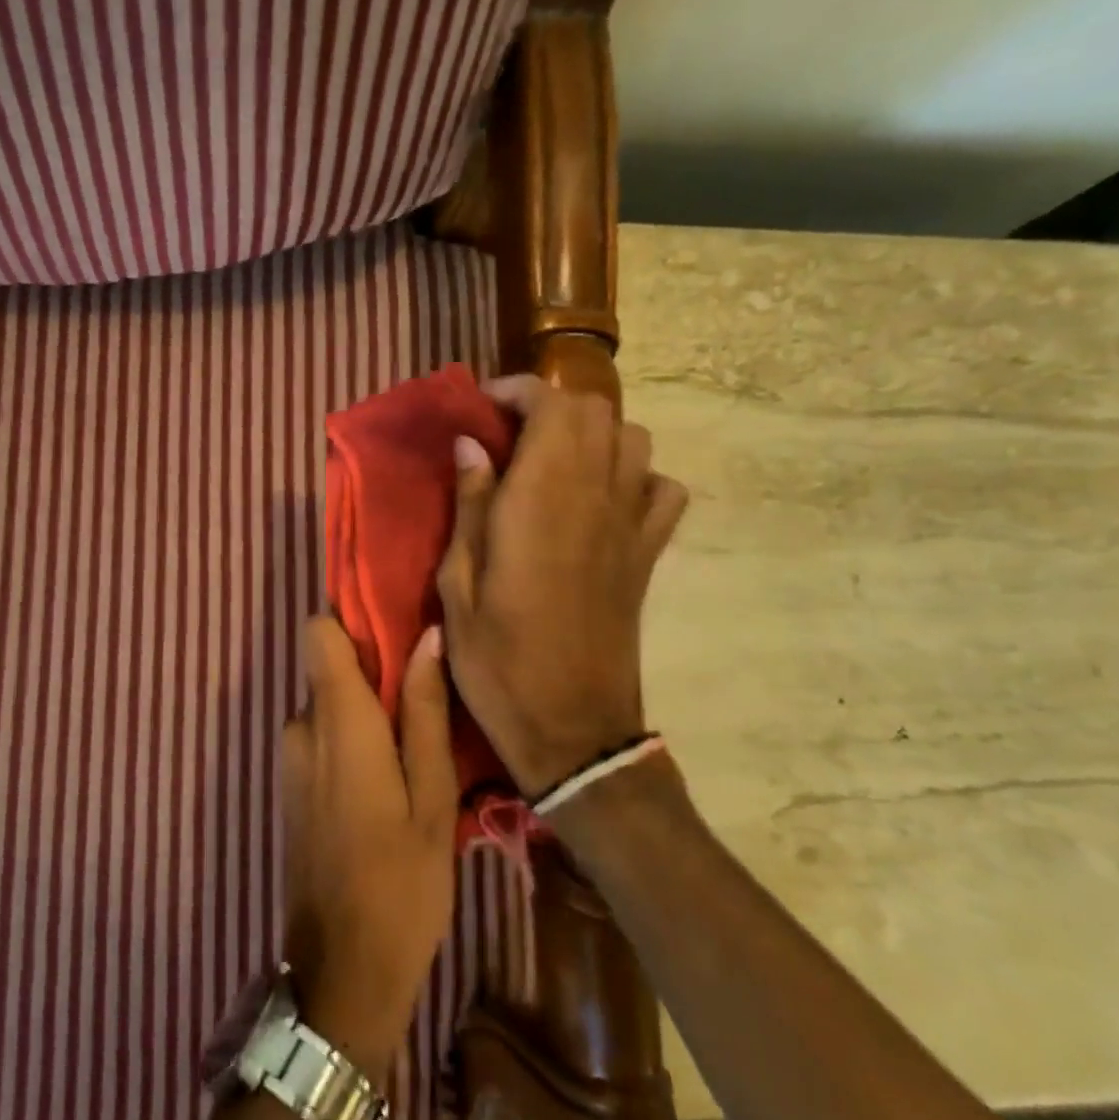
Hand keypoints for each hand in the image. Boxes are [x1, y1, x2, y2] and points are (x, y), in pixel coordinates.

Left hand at [280, 618, 457, 1086]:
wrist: (340, 971)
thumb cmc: (400, 882)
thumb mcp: (432, 797)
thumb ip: (422, 711)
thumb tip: (427, 636)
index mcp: (336, 721)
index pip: (318, 632)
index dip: (352, 620)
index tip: (396, 626)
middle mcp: (300, 728)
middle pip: (329, 668)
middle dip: (372, 673)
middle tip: (428, 700)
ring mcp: (289, 759)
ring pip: (328, 706)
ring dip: (365, 713)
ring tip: (415, 749)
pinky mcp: (290, 786)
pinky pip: (320, 737)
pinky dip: (351, 740)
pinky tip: (388, 781)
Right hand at [436, 375, 689, 797]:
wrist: (572, 728)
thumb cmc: (498, 660)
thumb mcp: (458, 585)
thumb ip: (468, 505)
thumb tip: (472, 444)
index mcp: (542, 500)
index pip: (552, 406)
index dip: (518, 391)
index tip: (482, 407)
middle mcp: (596, 497)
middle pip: (595, 411)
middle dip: (549, 406)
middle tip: (507, 435)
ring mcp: (631, 525)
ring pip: (632, 439)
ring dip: (590, 434)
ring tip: (550, 461)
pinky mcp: (649, 554)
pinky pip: (660, 488)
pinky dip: (633, 475)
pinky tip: (600, 498)